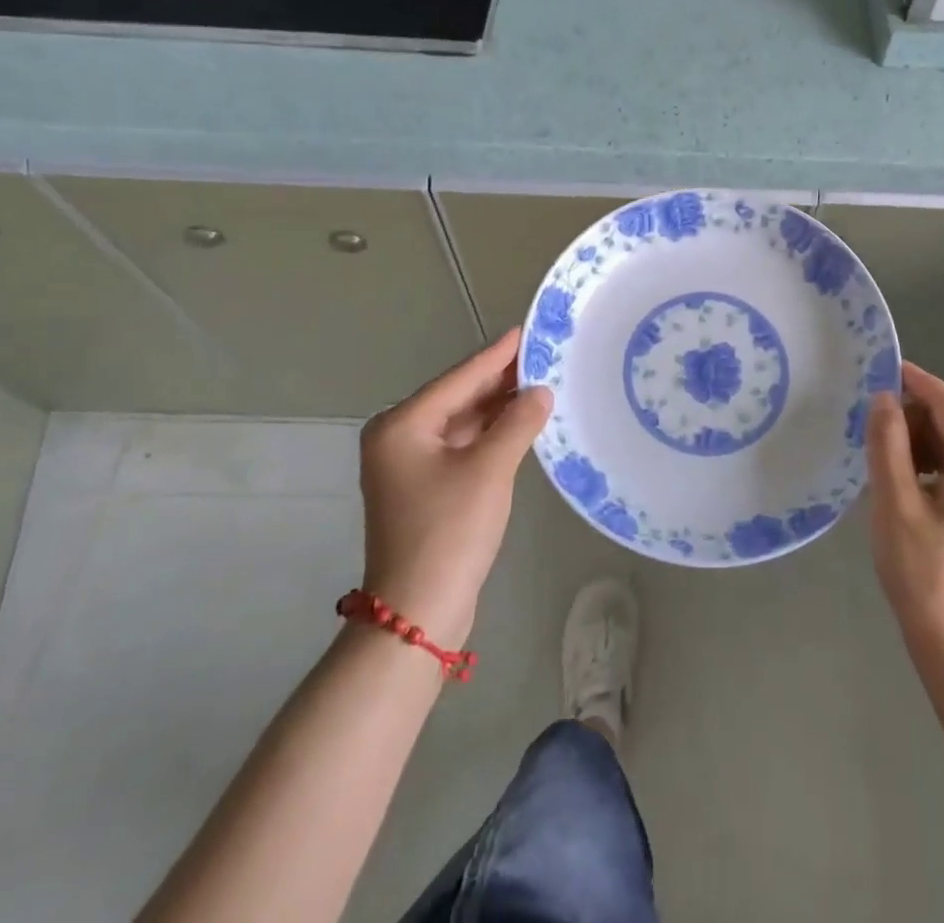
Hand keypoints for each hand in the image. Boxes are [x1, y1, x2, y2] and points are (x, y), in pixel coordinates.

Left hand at [358, 330, 552, 647]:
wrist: (418, 613)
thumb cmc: (449, 531)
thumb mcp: (489, 469)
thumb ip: (518, 422)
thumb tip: (542, 391)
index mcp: (402, 424)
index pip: (460, 377)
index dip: (498, 354)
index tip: (528, 329)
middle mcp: (399, 437)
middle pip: (459, 397)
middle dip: (500, 379)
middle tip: (544, 355)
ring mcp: (409, 465)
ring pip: (462, 422)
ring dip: (498, 407)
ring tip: (541, 383)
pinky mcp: (425, 488)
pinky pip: (462, 446)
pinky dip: (490, 434)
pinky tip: (521, 422)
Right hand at [866, 361, 943, 673]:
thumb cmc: (926, 576)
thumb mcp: (895, 504)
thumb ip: (888, 444)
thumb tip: (884, 399)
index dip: (916, 381)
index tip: (880, 368)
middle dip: (912, 417)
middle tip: (868, 424)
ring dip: (918, 443)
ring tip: (879, 456)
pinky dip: (930, 466)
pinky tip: (901, 483)